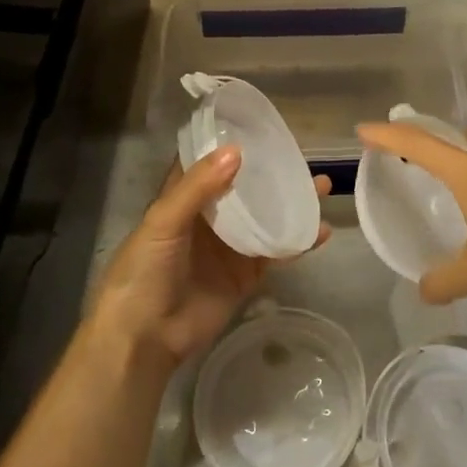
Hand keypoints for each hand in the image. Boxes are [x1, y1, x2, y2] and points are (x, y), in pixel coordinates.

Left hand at [90, 146, 331, 368]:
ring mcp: (230, 247)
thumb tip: (237, 150)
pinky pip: (276, 252)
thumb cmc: (144, 271)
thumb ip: (198, 187)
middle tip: (304, 157)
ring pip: (267, 217)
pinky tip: (321, 231)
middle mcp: (210, 218)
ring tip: (322, 186)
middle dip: (273, 173)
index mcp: (184, 199)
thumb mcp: (163, 222)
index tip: (263, 127)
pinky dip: (299, 242)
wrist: (145, 339)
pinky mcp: (246, 275)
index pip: (211, 163)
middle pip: (247, 188)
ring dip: (293, 203)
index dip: (233, 144)